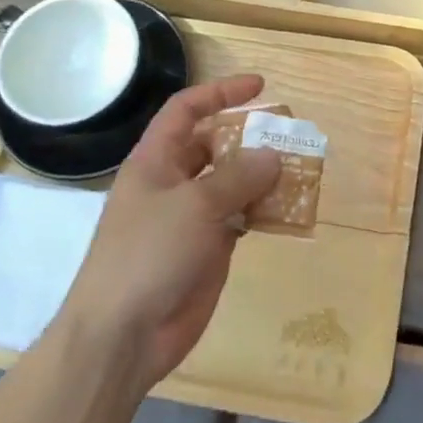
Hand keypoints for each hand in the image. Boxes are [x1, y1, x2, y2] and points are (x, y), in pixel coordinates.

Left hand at [58, 74, 279, 390]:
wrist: (122, 336)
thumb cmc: (149, 254)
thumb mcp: (195, 205)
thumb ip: (238, 177)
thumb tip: (273, 156)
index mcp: (155, 161)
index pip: (186, 110)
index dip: (220, 92)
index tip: (259, 86)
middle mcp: (172, 183)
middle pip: (214, 145)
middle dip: (250, 137)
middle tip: (290, 134)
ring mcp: (190, 218)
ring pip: (232, 183)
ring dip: (263, 175)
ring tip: (300, 168)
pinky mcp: (207, 249)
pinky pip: (240, 218)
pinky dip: (264, 210)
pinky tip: (290, 208)